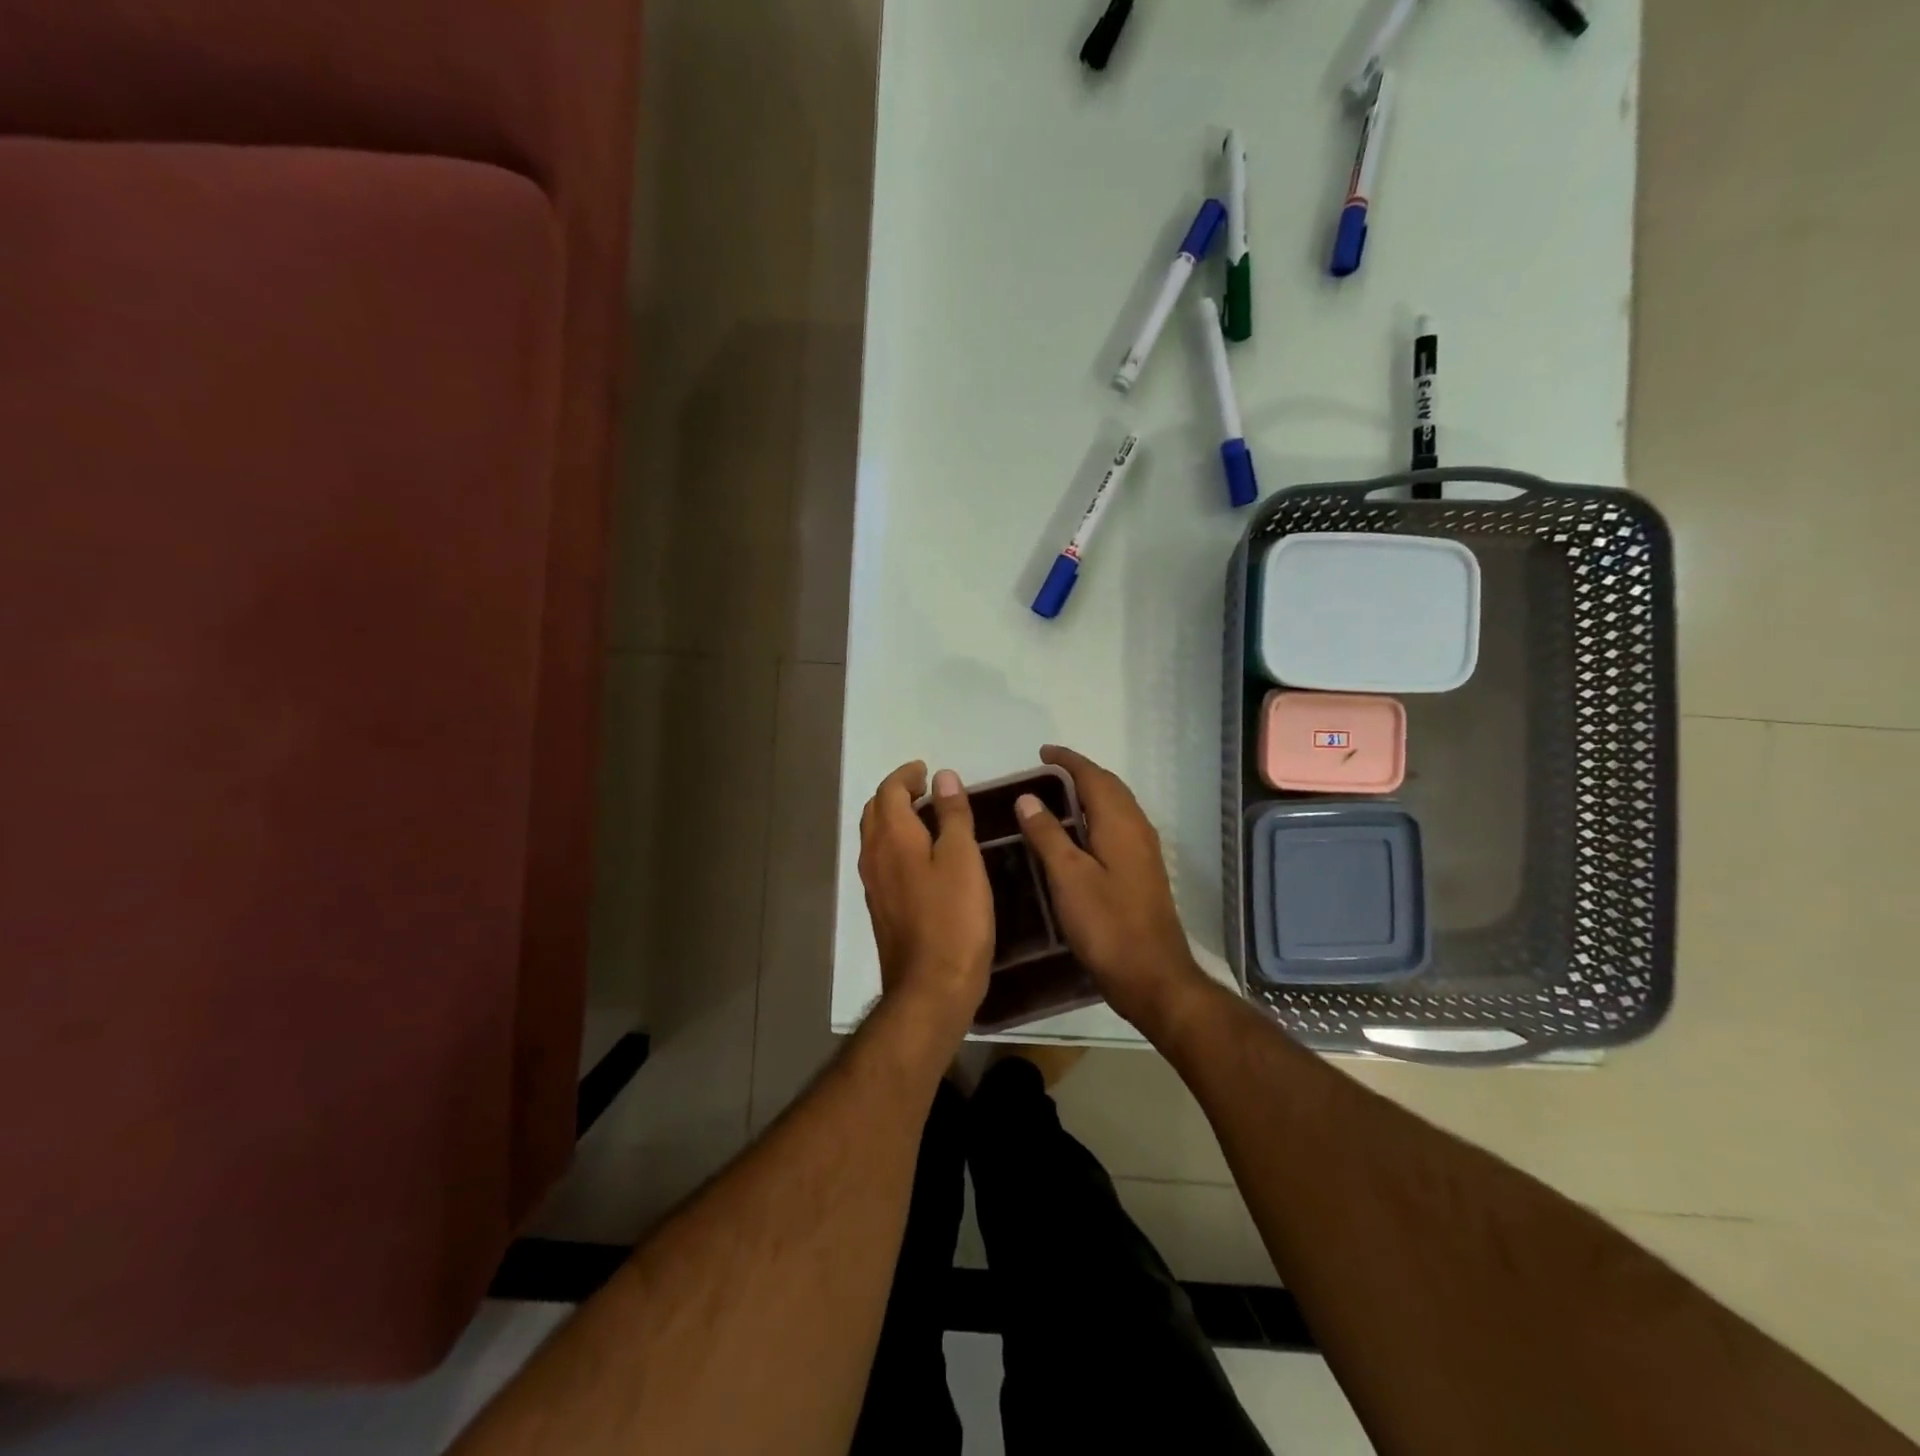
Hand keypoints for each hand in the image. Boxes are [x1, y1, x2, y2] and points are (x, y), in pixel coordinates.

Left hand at [858, 762, 993, 1034]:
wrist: (931, 987)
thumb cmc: (953, 917)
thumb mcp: (962, 858)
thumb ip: (952, 815)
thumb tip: (943, 777)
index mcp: (892, 838)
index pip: (888, 791)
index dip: (906, 775)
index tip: (926, 770)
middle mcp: (874, 856)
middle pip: (875, 811)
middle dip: (896, 794)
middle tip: (925, 789)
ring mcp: (874, 885)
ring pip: (876, 837)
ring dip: (895, 819)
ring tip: (926, 817)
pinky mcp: (881, 908)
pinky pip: (882, 860)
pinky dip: (897, 844)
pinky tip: (922, 857)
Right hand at [1014, 745, 1212, 1033]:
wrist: (1152, 975)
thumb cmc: (1106, 924)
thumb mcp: (1068, 877)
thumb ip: (1048, 834)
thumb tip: (1027, 797)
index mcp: (1120, 823)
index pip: (1093, 777)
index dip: (1068, 761)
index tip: (1042, 752)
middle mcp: (1137, 829)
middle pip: (1109, 787)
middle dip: (1081, 772)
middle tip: (1048, 770)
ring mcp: (1144, 852)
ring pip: (1117, 807)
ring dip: (1091, 792)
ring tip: (1060, 794)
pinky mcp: (1143, 872)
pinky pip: (1119, 826)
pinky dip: (1098, 815)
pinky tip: (1081, 834)